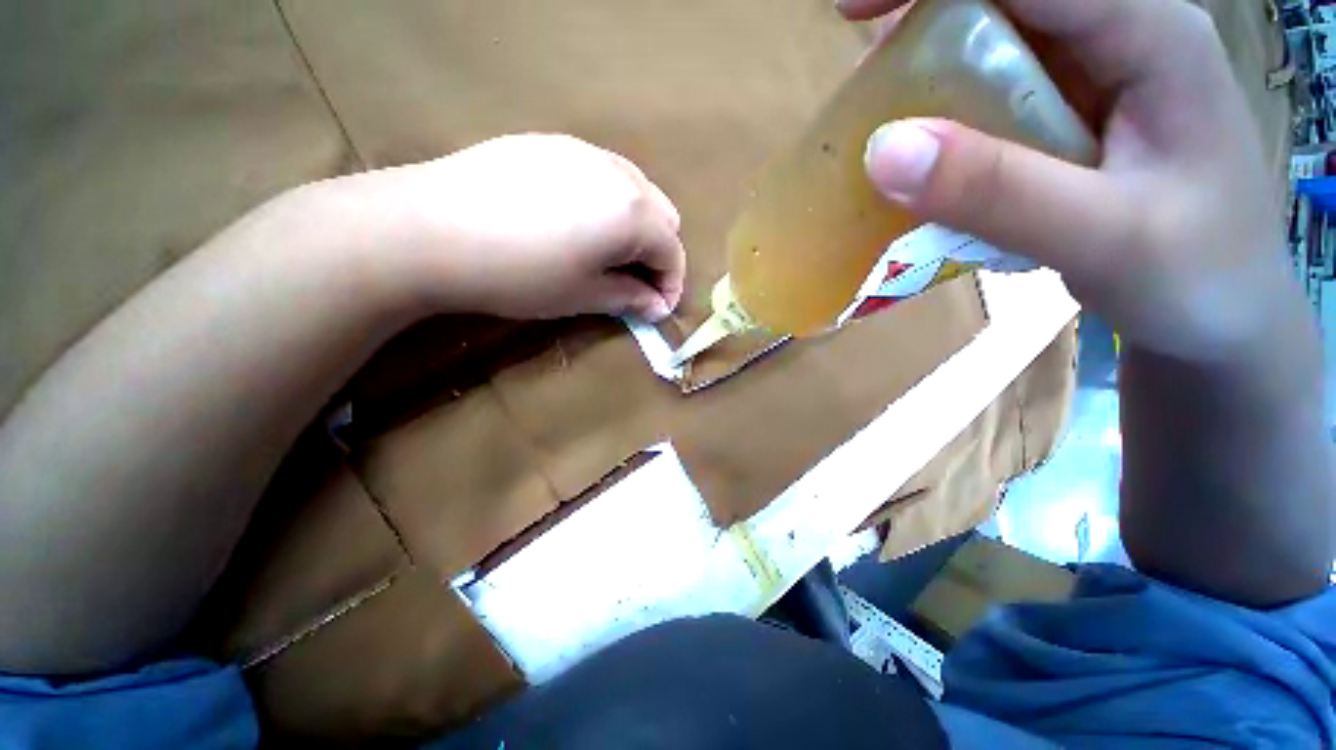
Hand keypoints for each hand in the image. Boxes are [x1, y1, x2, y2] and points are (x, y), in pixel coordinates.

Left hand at [315, 133, 684, 321]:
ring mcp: (584, 151)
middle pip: (662, 216)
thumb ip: (629, 298)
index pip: (672, 251)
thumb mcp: (583, 295)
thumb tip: (656, 307)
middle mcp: (619, 173)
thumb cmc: (519, 273)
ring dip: (634, 227)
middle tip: (631, 281)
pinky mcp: (551, 144)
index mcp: (633, 213)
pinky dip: (606, 203)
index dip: (670, 285)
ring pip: (635, 191)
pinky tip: (574, 223)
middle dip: (657, 253)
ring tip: (605, 253)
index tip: (655, 309)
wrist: (429, 228)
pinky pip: (600, 174)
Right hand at [854, 0, 1299, 365]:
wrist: (1224, 317)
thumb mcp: (1102, 237)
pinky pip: (1000, 103)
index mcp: (1150, 34)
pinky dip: (953, 125)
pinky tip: (933, 164)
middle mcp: (1122, 38)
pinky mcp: (1076, 121)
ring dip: (935, 82)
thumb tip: (884, 151)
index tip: (858, 14)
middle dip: (930, 29)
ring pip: (999, 51)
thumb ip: (996, 191)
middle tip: (875, 87)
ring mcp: (1099, 80)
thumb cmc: (1196, 278)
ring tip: (892, 131)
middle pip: (1011, 5)